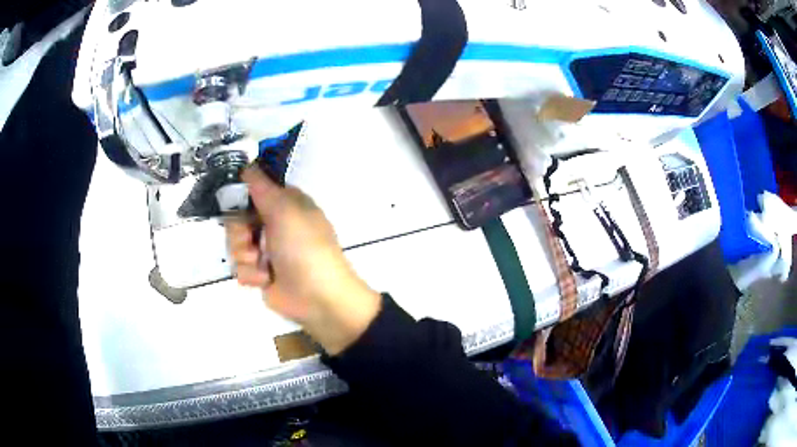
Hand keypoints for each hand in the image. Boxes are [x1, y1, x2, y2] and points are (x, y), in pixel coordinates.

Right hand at [226, 167, 380, 354]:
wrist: (318, 298)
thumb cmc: (304, 248)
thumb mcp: (285, 210)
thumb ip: (262, 187)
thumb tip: (249, 165)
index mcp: (285, 204)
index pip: (253, 190)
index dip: (241, 196)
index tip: (233, 201)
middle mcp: (273, 224)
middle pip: (237, 218)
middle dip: (240, 232)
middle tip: (252, 240)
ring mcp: (266, 250)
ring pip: (235, 244)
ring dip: (246, 256)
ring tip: (264, 265)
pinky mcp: (260, 273)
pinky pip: (240, 267)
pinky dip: (251, 274)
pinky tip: (266, 280)